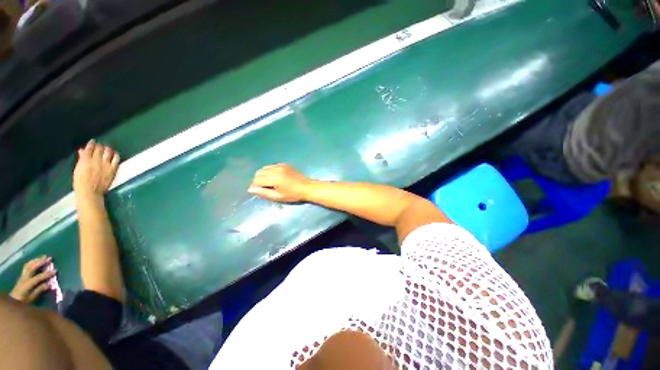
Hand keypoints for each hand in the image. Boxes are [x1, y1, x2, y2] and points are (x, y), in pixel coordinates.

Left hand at [10, 256, 55, 302]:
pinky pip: (27, 265)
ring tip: (44, 257)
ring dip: (36, 260)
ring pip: (29, 264)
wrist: (14, 299)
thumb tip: (48, 284)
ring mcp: (22, 275)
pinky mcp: (22, 274)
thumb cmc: (24, 300)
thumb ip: (40, 290)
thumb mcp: (32, 297)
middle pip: (32, 267)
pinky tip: (36, 260)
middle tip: (49, 258)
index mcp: (28, 284)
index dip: (46, 274)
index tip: (55, 271)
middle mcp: (25, 277)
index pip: (38, 277)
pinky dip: (32, 261)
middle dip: (40, 262)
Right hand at [73, 140, 119, 197]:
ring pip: (108, 152)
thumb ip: (81, 159)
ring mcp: (105, 164)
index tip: (93, 141)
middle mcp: (96, 159)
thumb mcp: (78, 168)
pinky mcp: (112, 168)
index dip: (92, 143)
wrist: (90, 191)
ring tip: (107, 149)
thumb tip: (82, 150)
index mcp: (85, 159)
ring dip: (108, 149)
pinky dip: (116, 155)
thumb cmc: (80, 181)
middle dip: (100, 146)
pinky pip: (116, 159)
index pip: (90, 148)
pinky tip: (115, 154)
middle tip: (100, 146)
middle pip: (100, 149)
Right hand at [248, 164, 311, 202]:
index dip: (255, 186)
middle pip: (259, 172)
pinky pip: (272, 166)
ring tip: (268, 183)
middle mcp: (276, 169)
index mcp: (275, 178)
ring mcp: (281, 166)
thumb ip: (264, 193)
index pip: (257, 180)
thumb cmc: (293, 195)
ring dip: (263, 175)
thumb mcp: (278, 197)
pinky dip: (270, 171)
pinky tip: (275, 178)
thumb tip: (251, 189)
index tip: (257, 191)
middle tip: (263, 188)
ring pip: (264, 168)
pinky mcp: (285, 165)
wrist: (307, 188)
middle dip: (257, 180)